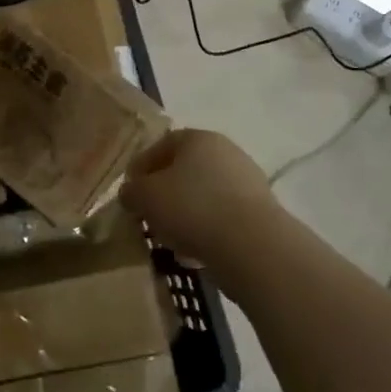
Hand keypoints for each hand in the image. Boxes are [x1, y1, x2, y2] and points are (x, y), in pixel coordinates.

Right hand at [121, 129, 283, 272]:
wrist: (252, 246)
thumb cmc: (192, 208)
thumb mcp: (146, 197)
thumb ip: (132, 191)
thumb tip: (130, 193)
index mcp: (198, 138)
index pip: (162, 145)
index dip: (141, 167)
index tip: (130, 192)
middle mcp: (225, 152)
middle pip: (185, 170)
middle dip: (164, 193)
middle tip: (149, 216)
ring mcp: (247, 181)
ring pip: (204, 196)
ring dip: (186, 215)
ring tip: (170, 240)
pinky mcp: (260, 212)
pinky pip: (223, 218)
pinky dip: (207, 231)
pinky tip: (194, 253)